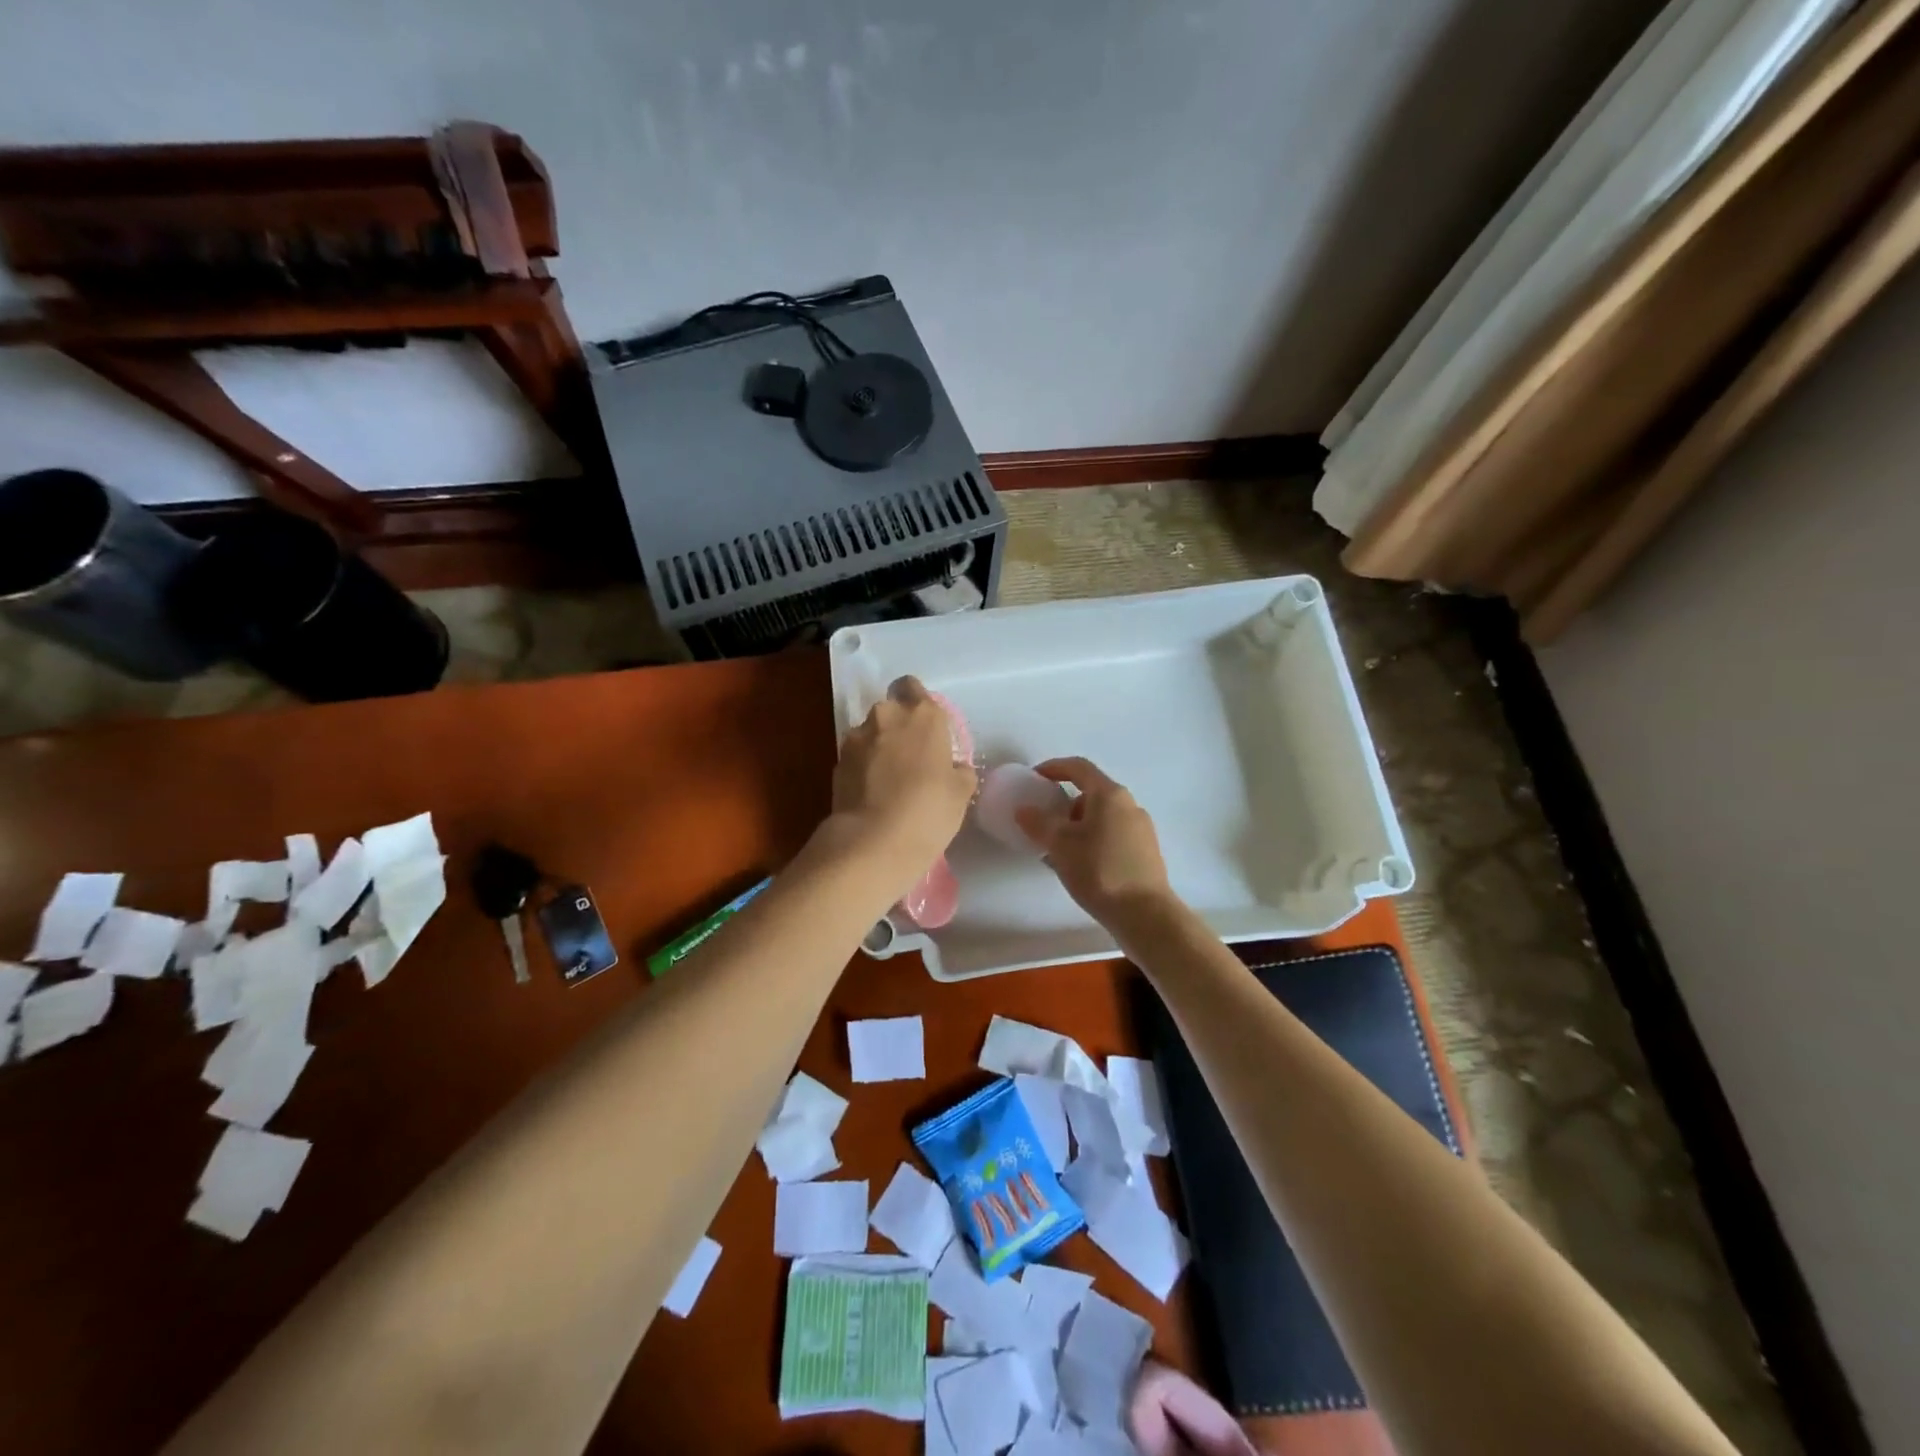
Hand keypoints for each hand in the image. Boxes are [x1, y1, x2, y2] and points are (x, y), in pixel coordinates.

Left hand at [828, 676, 976, 893]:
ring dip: (879, 748)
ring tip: (889, 782)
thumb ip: (958, 770)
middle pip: (891, 711)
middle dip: (898, 728)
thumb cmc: (928, 811)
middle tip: (911, 760)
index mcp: (923, 715)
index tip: (925, 729)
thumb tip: (952, 768)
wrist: (873, 842)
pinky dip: (863, 768)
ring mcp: (857, 738)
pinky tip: (873, 794)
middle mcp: (887, 716)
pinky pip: (856, 757)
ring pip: (871, 734)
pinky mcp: (837, 761)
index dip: (917, 702)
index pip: (913, 687)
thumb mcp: (961, 793)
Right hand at [1016, 757, 1172, 923]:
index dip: (1053, 768)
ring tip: (1057, 849)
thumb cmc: (1099, 871)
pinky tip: (1079, 865)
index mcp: (1109, 794)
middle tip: (1043, 821)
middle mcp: (1129, 805)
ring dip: (1077, 825)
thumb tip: (1024, 810)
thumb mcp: (1060, 845)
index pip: (1078, 767)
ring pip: (1101, 817)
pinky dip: (1091, 840)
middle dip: (1064, 803)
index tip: (1033, 778)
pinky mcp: (1145, 852)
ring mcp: (1140, 829)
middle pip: (1091, 793)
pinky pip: (1111, 835)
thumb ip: (1038, 822)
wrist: (1145, 915)